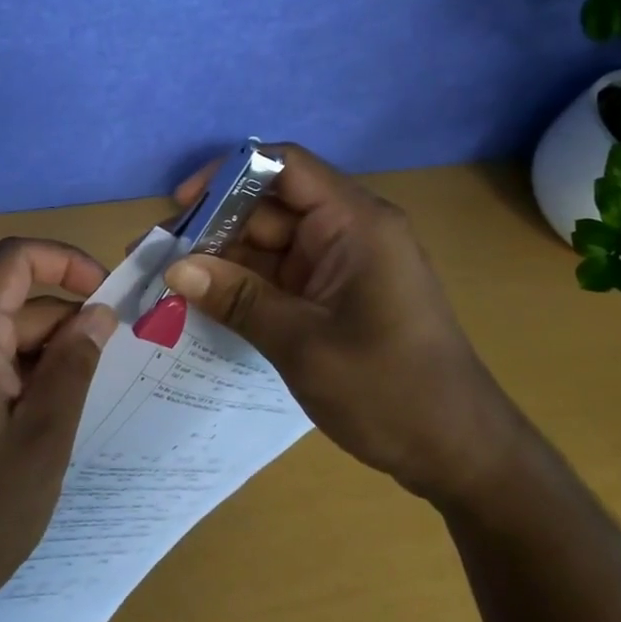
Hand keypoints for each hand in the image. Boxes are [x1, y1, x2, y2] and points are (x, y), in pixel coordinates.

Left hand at [0, 238, 118, 621]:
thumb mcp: (42, 438)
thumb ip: (73, 365)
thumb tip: (98, 313)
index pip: (15, 259)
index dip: (67, 262)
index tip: (109, 296)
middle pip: (14, 300)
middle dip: (67, 321)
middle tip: (116, 363)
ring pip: (4, 335)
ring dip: (49, 355)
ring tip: (91, 398)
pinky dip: (25, 377)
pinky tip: (52, 419)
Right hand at [161, 144, 519, 503]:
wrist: (461, 455)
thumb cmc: (390, 391)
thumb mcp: (302, 343)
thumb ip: (237, 299)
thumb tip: (173, 269)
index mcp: (356, 222)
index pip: (285, 166)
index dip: (229, 175)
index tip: (182, 205)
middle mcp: (349, 230)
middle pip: (270, 207)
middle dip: (216, 227)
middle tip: (160, 256)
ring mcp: (343, 263)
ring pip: (270, 242)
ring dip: (224, 260)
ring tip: (170, 283)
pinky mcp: (336, 293)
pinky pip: (281, 274)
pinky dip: (245, 285)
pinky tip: (205, 303)